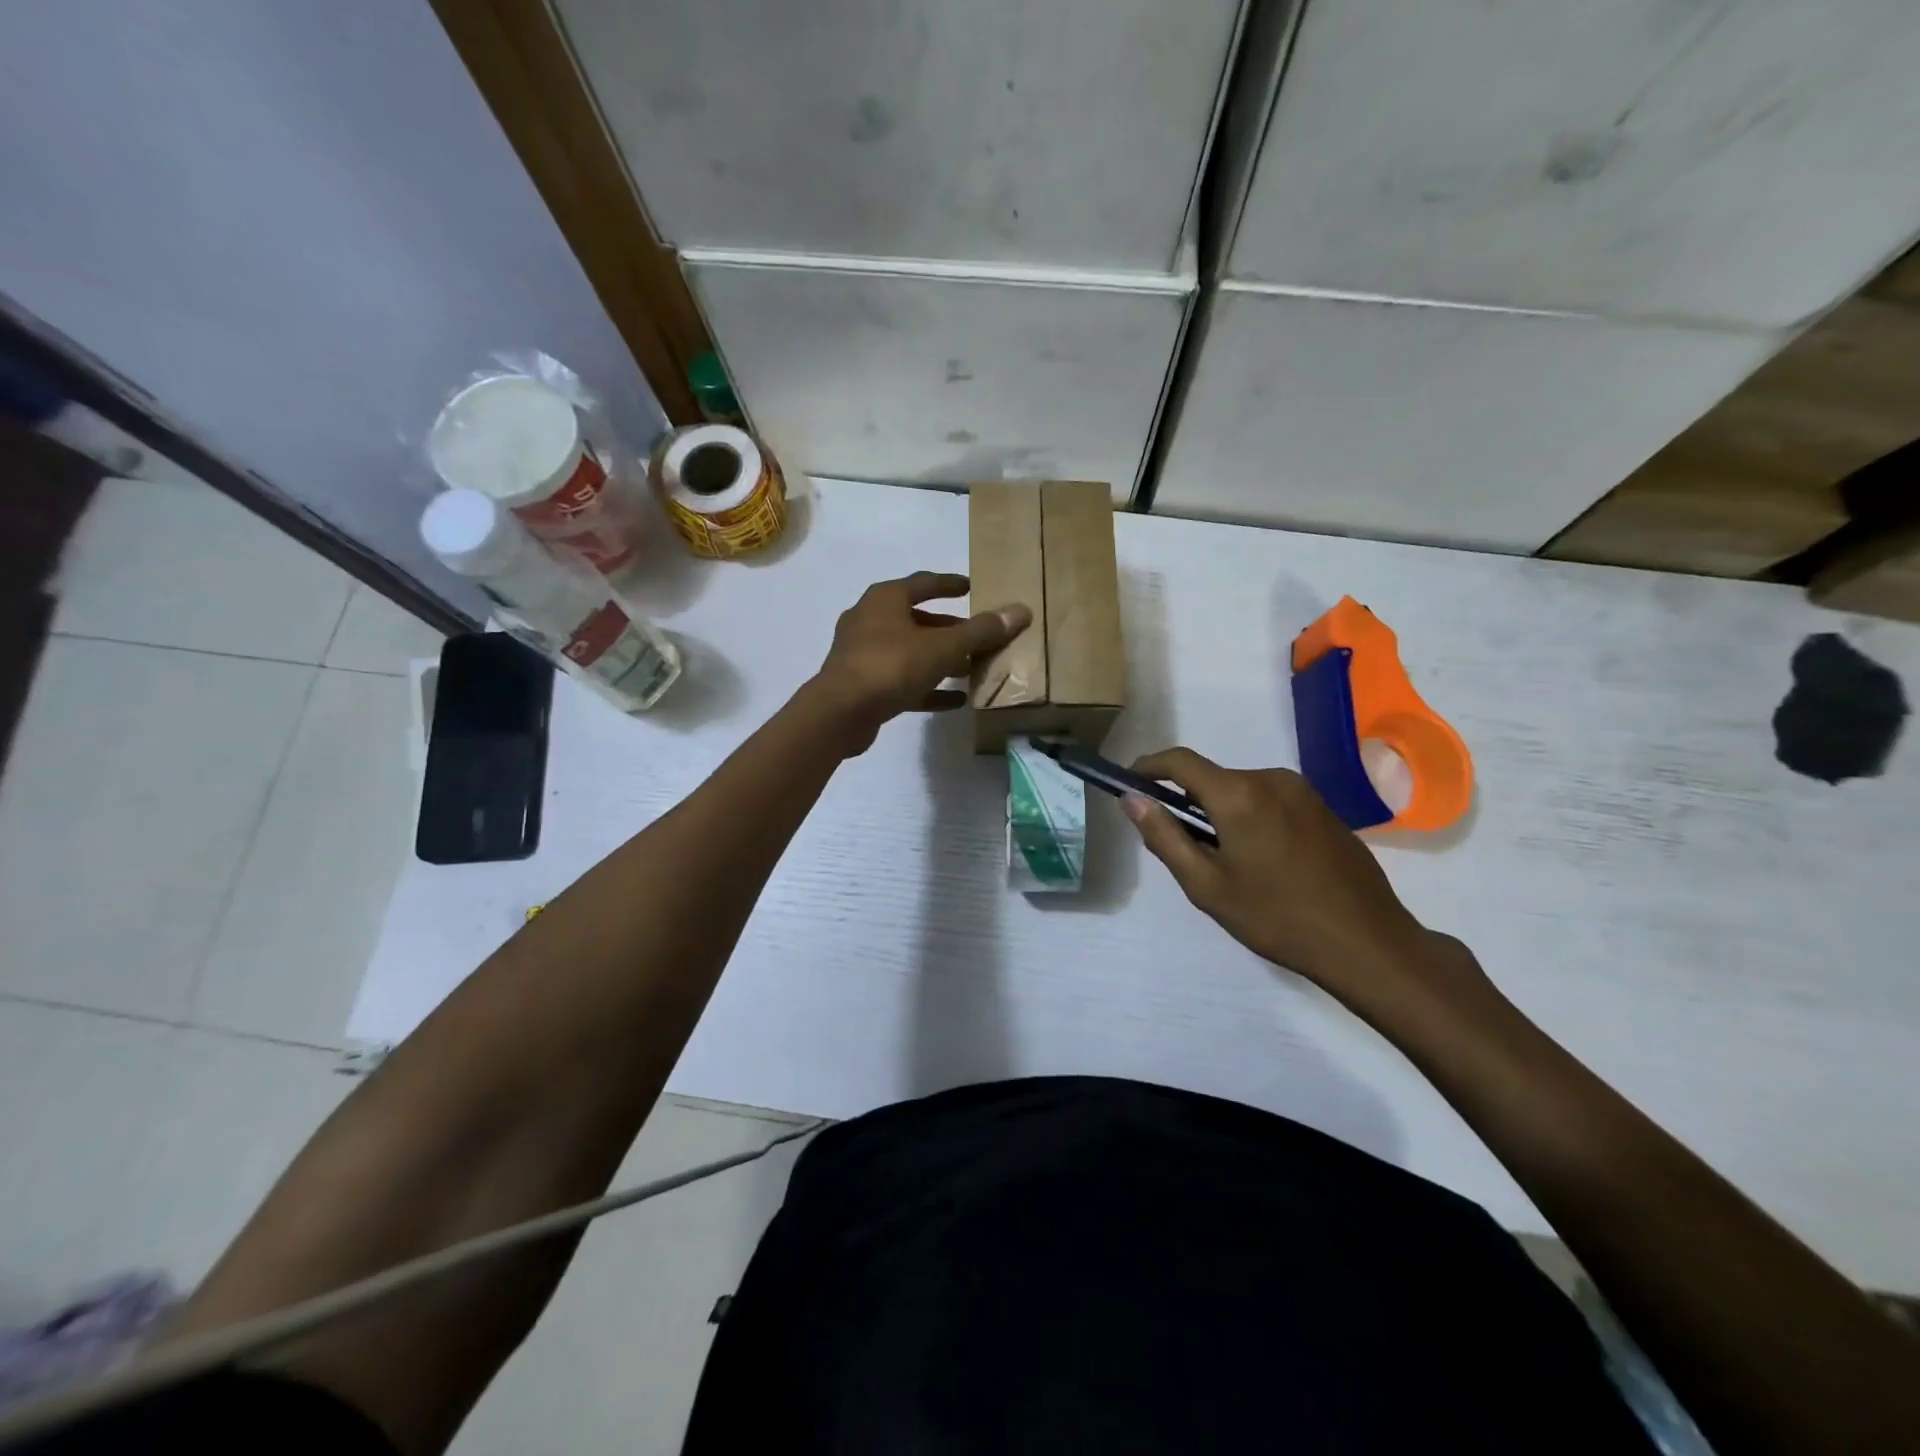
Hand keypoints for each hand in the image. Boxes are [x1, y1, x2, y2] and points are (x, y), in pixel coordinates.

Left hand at [808, 572, 1031, 753]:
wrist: (840, 713)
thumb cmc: (891, 665)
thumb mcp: (943, 646)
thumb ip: (981, 631)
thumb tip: (1021, 611)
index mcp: (885, 599)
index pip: (924, 583)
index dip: (950, 584)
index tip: (971, 587)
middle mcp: (870, 620)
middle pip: (917, 619)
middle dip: (948, 629)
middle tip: (977, 637)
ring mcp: (863, 654)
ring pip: (910, 652)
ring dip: (939, 659)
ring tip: (971, 669)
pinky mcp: (863, 686)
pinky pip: (903, 682)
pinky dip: (928, 687)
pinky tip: (956, 700)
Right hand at [1123, 748, 1477, 1013]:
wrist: (1367, 943)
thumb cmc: (1277, 918)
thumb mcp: (1207, 885)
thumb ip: (1164, 837)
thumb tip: (1132, 799)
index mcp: (1239, 794)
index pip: (1180, 762)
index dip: (1149, 766)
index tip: (1130, 783)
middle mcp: (1272, 779)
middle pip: (1212, 778)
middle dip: (1188, 802)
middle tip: (1182, 847)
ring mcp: (1303, 791)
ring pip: (1243, 790)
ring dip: (1222, 812)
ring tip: (1226, 863)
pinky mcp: (1324, 808)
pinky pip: (1271, 801)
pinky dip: (1252, 818)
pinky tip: (1263, 862)